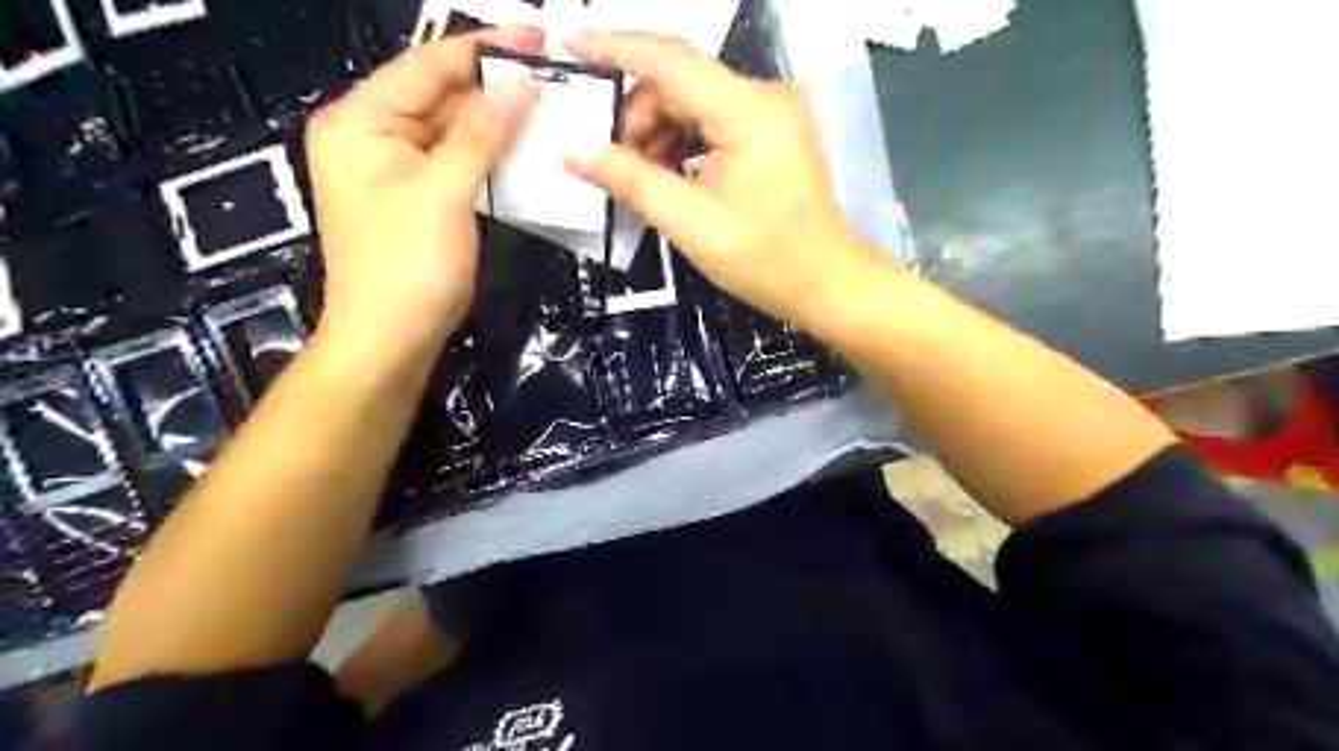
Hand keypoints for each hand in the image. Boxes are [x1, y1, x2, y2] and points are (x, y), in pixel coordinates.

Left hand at [313, 28, 540, 359]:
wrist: (392, 339)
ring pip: (455, 131)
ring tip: (550, 108)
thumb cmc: (408, 264)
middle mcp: (374, 136)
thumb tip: (519, 82)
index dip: (485, 48)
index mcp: (361, 121)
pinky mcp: (421, 199)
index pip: (427, 66)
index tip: (539, 39)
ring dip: (499, 123)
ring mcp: (399, 170)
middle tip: (554, 78)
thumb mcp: (444, 191)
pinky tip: (526, 150)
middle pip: (441, 96)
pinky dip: (492, 156)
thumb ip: (480, 133)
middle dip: (496, 87)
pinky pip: (460, 163)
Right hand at [565, 32, 886, 329]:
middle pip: (681, 83)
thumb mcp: (688, 220)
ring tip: (645, 180)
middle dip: (639, 117)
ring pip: (696, 103)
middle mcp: (764, 96)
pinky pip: (717, 121)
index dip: (614, 47)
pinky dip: (687, 142)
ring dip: (661, 133)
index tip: (568, 45)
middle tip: (615, 165)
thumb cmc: (762, 259)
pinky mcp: (776, 132)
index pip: (668, 59)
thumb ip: (628, 179)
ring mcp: (774, 113)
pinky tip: (672, 176)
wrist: (827, 284)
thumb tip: (571, 151)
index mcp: (747, 110)